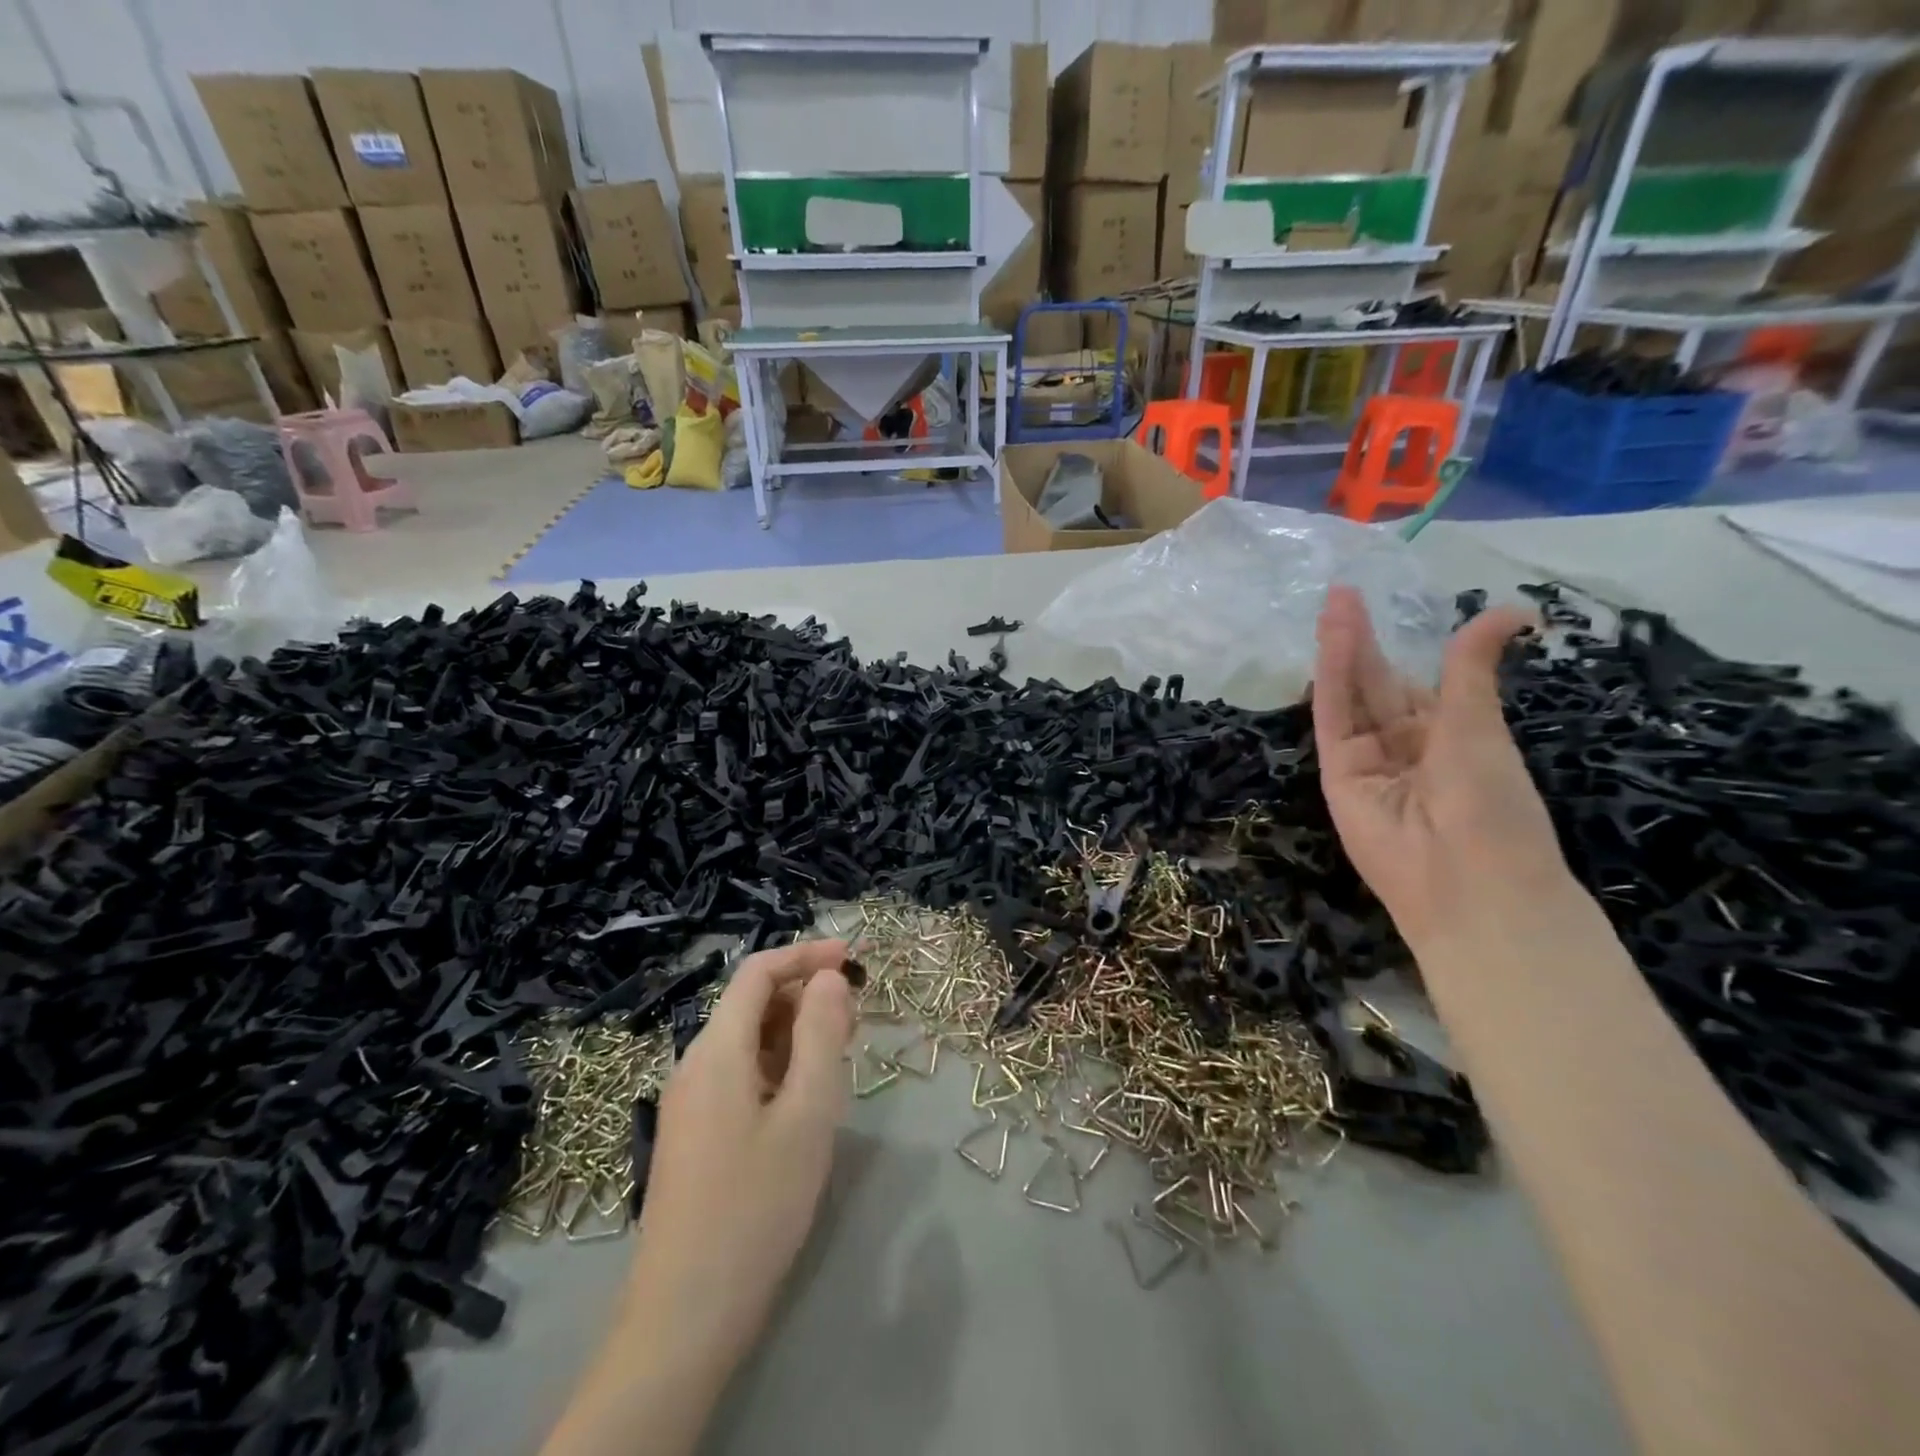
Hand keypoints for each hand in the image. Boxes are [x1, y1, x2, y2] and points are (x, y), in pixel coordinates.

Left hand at [627, 939, 855, 1372]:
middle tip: (857, 1018)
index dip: (806, 955)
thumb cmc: (756, 1204)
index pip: (758, 972)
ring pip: (748, 1042)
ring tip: (841, 1055)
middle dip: (805, 996)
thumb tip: (828, 978)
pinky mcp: (695, 1135)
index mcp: (716, 1049)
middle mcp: (695, 1064)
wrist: (685, 1315)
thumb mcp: (807, 1114)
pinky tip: (806, 1098)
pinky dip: (779, 1066)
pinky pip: (740, 1075)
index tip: (853, 960)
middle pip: (751, 1004)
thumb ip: (821, 1035)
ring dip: (795, 1033)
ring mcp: (690, 1102)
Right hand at [1311, 585, 1565, 947]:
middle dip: (1360, 641)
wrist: (1466, 880)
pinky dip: (1331, 681)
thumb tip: (1511, 610)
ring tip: (1334, 604)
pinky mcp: (1337, 773)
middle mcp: (1401, 745)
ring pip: (1351, 696)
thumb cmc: (1491, 802)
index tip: (1385, 604)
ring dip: (1341, 651)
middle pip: (1374, 684)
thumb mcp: (1480, 725)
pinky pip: (1335, 721)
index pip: (1411, 684)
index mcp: (1444, 737)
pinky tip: (1331, 644)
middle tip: (1344, 592)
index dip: (1396, 646)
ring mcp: (1366, 760)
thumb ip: (1471, 667)